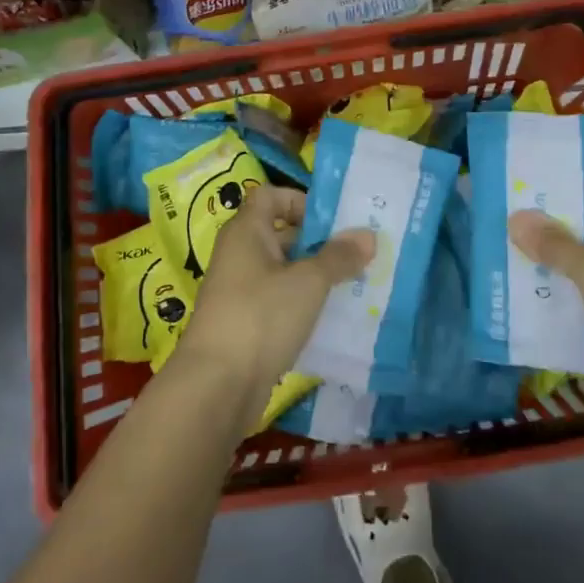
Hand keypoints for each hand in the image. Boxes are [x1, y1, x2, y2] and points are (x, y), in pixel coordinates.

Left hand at [171, 186, 372, 426]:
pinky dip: (303, 305)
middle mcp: (239, 255)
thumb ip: (339, 256)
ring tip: (354, 284)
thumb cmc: (261, 316)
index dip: (300, 200)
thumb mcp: (309, 282)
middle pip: (281, 234)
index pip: (270, 196)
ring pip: (284, 272)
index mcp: (246, 231)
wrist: (216, 386)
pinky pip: (279, 302)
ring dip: (315, 276)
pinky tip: (332, 318)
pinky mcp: (246, 324)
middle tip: (357, 253)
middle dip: (319, 242)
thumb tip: (368, 235)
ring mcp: (240, 292)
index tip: (332, 221)